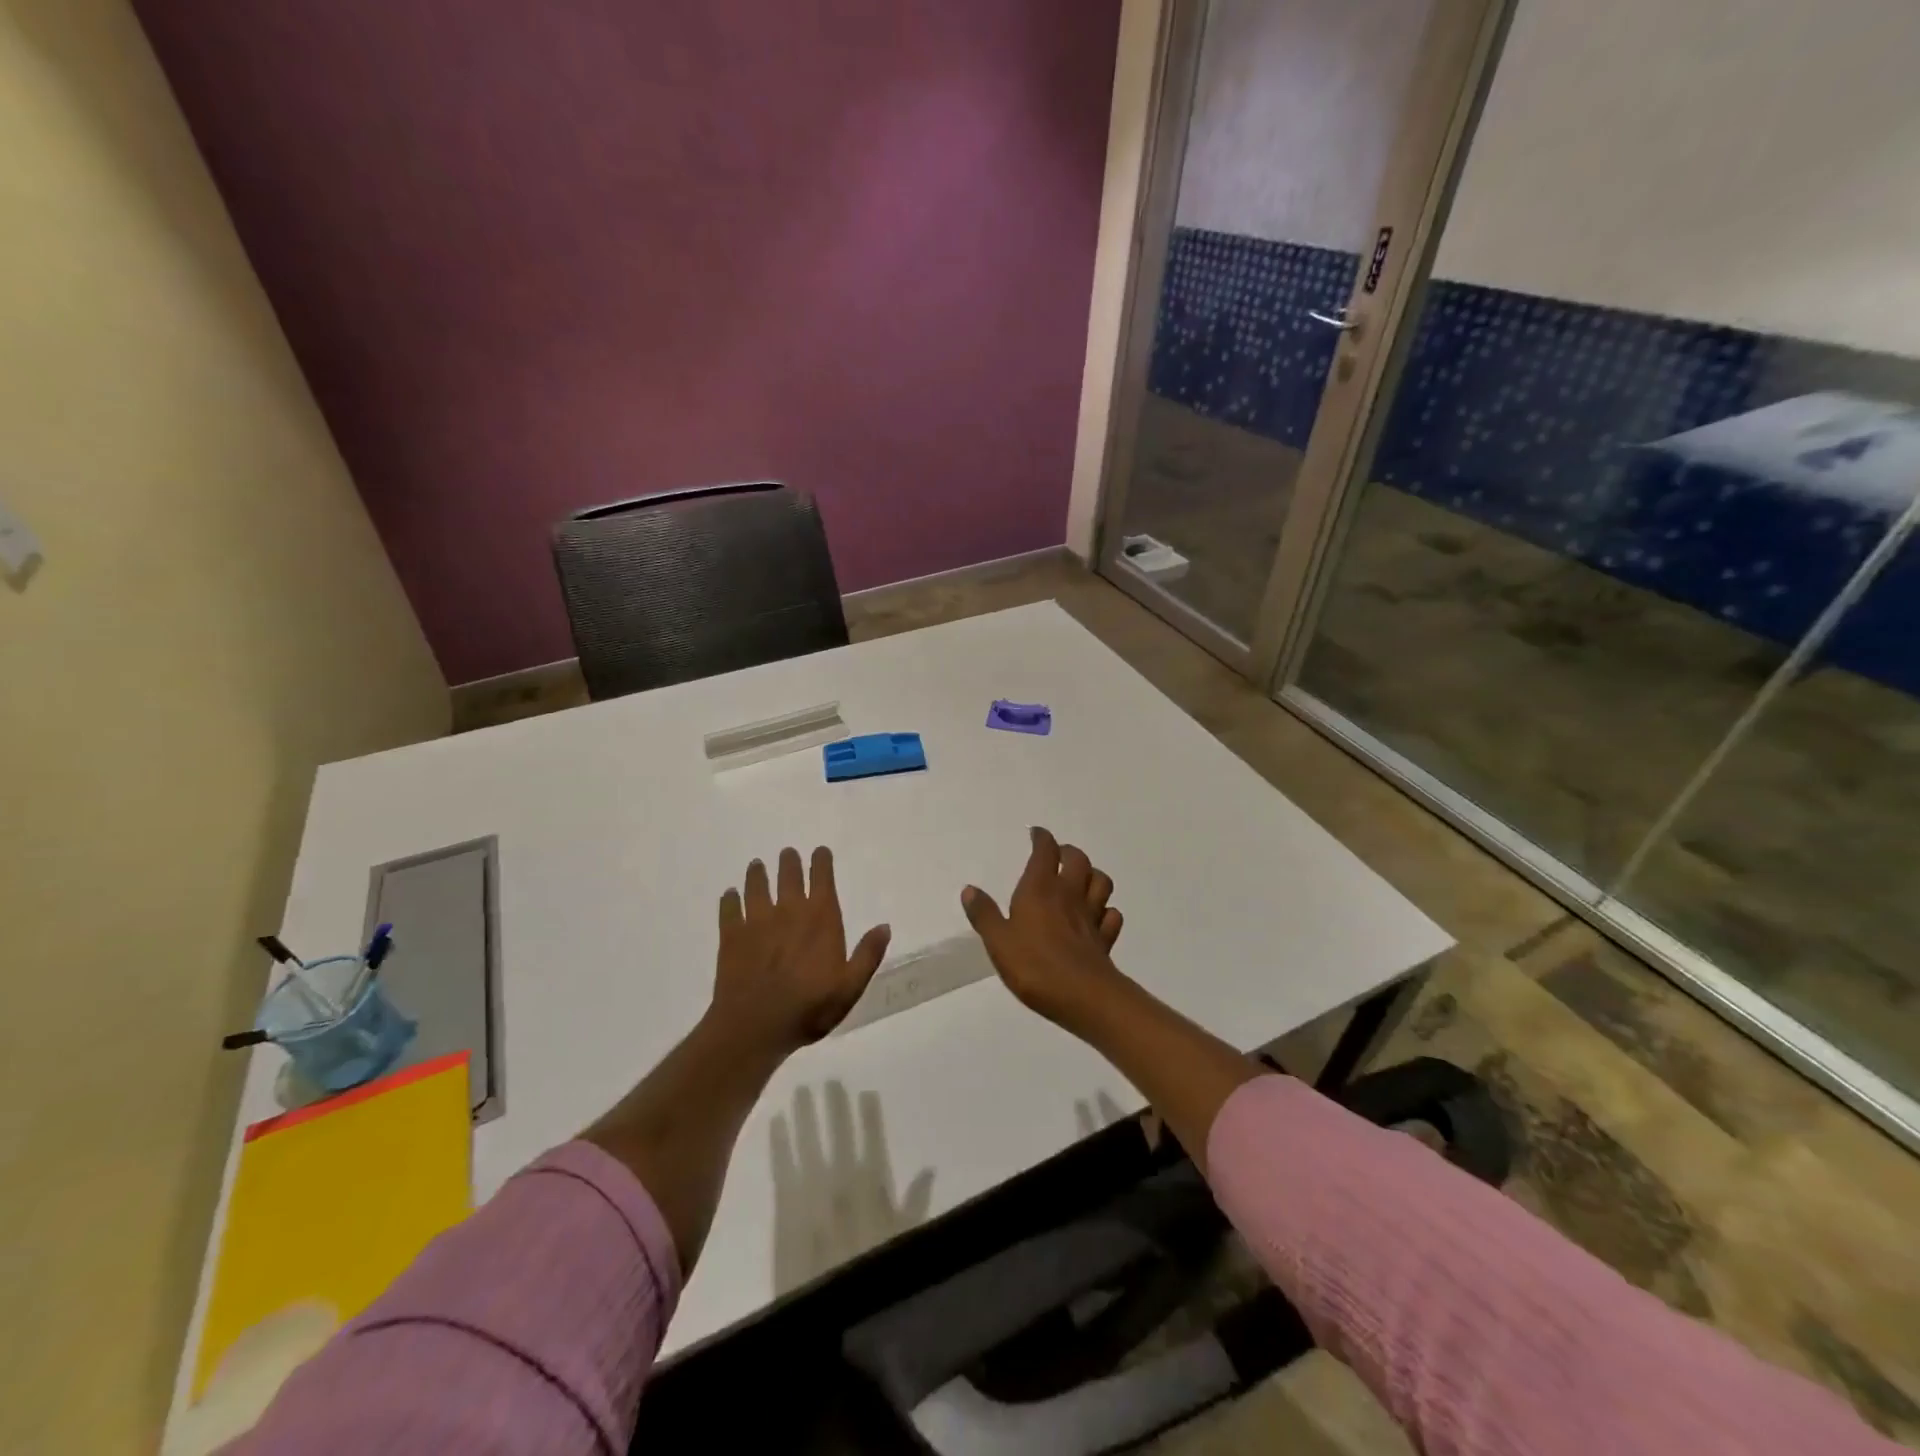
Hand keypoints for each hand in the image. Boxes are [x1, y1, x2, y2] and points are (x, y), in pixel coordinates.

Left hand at [709, 847, 891, 1058]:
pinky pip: (729, 908)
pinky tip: (730, 895)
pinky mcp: (731, 935)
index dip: (821, 862)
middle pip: (788, 875)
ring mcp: (757, 921)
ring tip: (757, 865)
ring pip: (756, 886)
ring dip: (758, 874)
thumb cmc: (809, 1008)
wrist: (755, 1026)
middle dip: (789, 862)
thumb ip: (868, 954)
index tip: (820, 852)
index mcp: (820, 918)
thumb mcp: (850, 987)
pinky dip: (730, 899)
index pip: (822, 878)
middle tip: (788, 854)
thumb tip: (884, 926)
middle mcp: (789, 910)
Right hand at [961, 827, 1124, 1026]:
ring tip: (1081, 880)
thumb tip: (970, 889)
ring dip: (1093, 875)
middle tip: (1058, 855)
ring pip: (1101, 882)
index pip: (1045, 851)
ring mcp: (1091, 916)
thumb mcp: (998, 941)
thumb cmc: (1034, 965)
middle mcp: (1069, 895)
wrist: (1082, 996)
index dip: (1042, 839)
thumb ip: (984, 914)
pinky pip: (1111, 916)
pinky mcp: (1105, 939)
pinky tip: (1097, 917)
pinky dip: (1106, 911)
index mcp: (1041, 889)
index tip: (1036, 834)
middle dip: (1068, 852)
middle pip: (1078, 860)